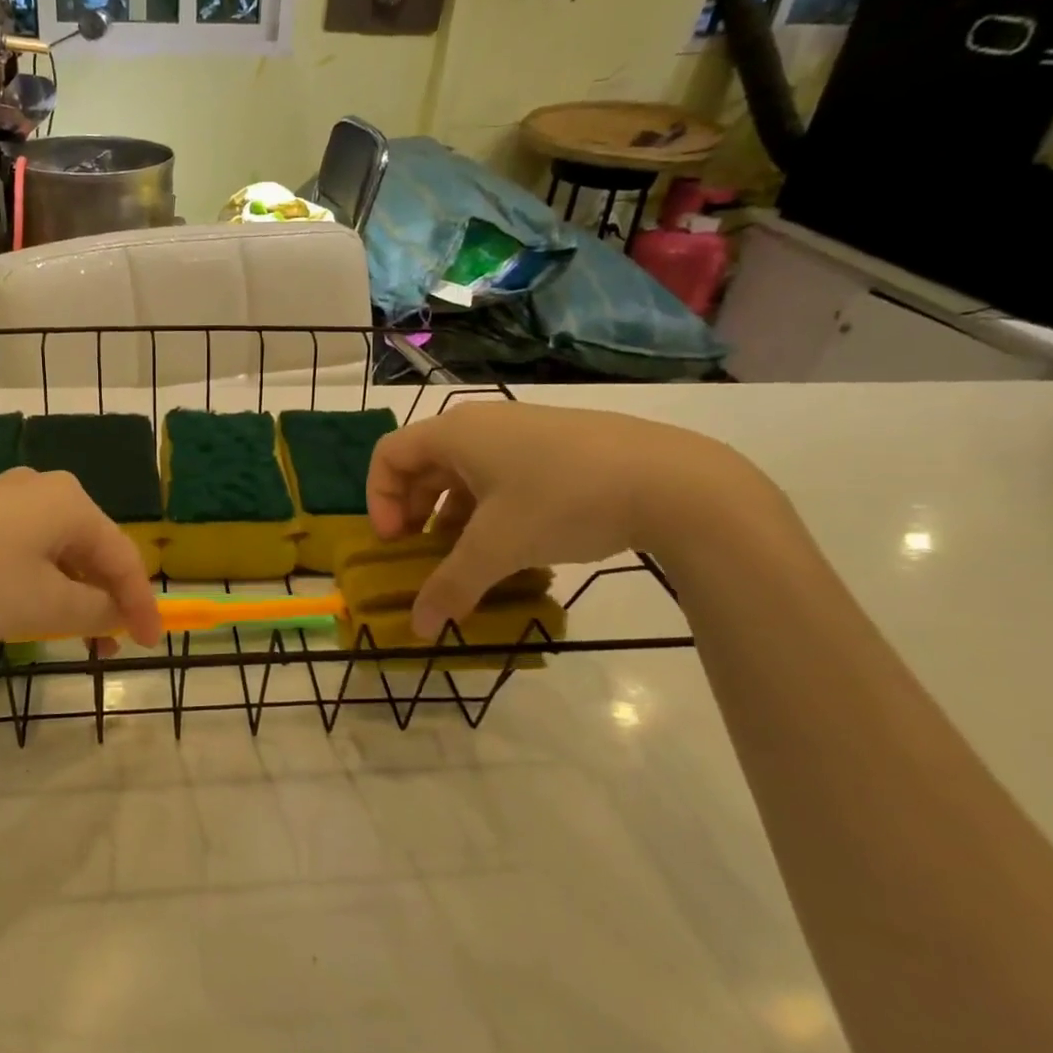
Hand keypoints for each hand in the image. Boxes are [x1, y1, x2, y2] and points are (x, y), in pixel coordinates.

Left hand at [0, 467, 162, 653]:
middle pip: (91, 549)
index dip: (141, 604)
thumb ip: (96, 611)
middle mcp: (43, 487)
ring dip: (70, 594)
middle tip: (107, 645)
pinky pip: (25, 546)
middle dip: (103, 600)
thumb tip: (117, 612)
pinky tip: (25, 607)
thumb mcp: (46, 607)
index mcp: (70, 501)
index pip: (123, 556)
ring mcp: (4, 496)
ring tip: (66, 635)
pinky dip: (38, 580)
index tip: (152, 645)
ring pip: (56, 549)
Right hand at [366, 401, 758, 637]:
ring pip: (465, 473)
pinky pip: (501, 475)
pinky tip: (513, 545)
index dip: (378, 499)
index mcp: (455, 433)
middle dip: (413, 511)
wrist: (673, 481)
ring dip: (452, 515)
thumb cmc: (563, 501)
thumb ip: (451, 586)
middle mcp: (482, 424)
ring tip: (468, 557)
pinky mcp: (558, 447)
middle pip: (424, 464)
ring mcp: (523, 432)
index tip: (395, 542)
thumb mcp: (499, 548)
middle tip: (422, 553)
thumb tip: (418, 629)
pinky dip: (489, 509)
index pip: (388, 455)